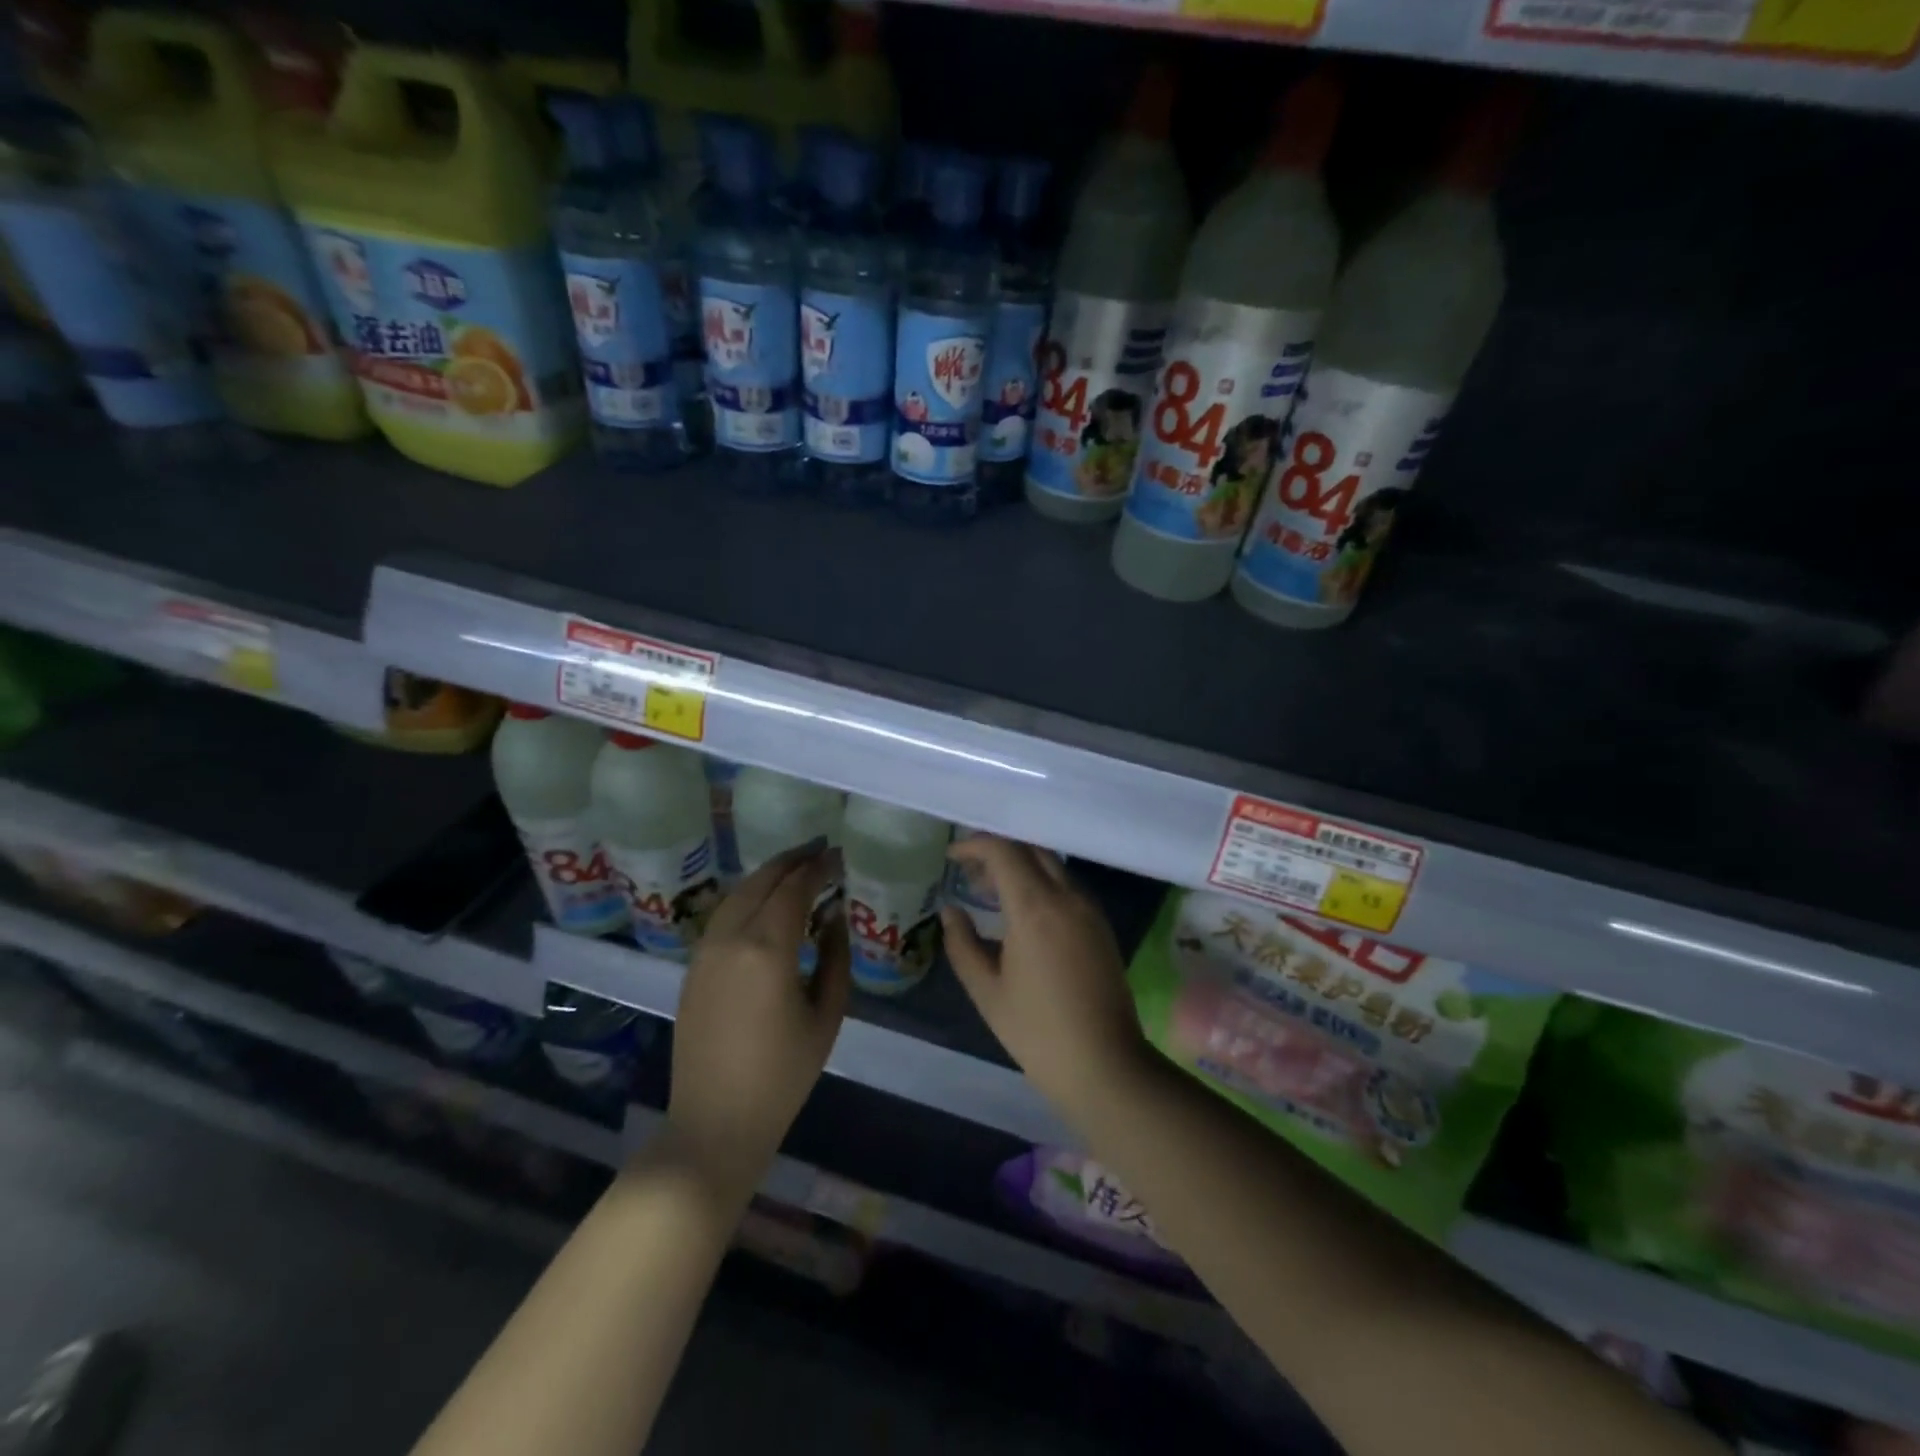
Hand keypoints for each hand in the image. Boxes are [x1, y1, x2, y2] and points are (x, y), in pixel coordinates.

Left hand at [666, 844, 849, 1202]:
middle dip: (793, 860)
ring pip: (738, 893)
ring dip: (768, 874)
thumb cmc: (783, 1075)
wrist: (715, 1122)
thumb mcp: (826, 1015)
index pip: (794, 887)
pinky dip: (748, 896)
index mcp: (768, 948)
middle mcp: (731, 938)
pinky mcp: (693, 967)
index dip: (818, 866)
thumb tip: (834, 916)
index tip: (838, 854)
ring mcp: (705, 951)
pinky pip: (723, 915)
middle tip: (820, 850)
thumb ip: (835, 956)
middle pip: (762, 881)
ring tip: (796, 867)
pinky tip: (765, 901)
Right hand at [940, 837, 1150, 1119]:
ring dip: (1020, 866)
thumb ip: (962, 943)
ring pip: (1052, 865)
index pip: (1004, 851)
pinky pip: (1067, 885)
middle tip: (969, 874)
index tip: (952, 857)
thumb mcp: (987, 990)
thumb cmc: (1037, 1032)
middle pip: (1030, 849)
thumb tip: (950, 911)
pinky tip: (1023, 911)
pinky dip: (1040, 882)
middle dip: (997, 851)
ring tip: (990, 892)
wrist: (1105, 1065)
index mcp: (1035, 908)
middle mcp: (1067, 896)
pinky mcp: (1101, 925)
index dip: (974, 845)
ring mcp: (1089, 909)